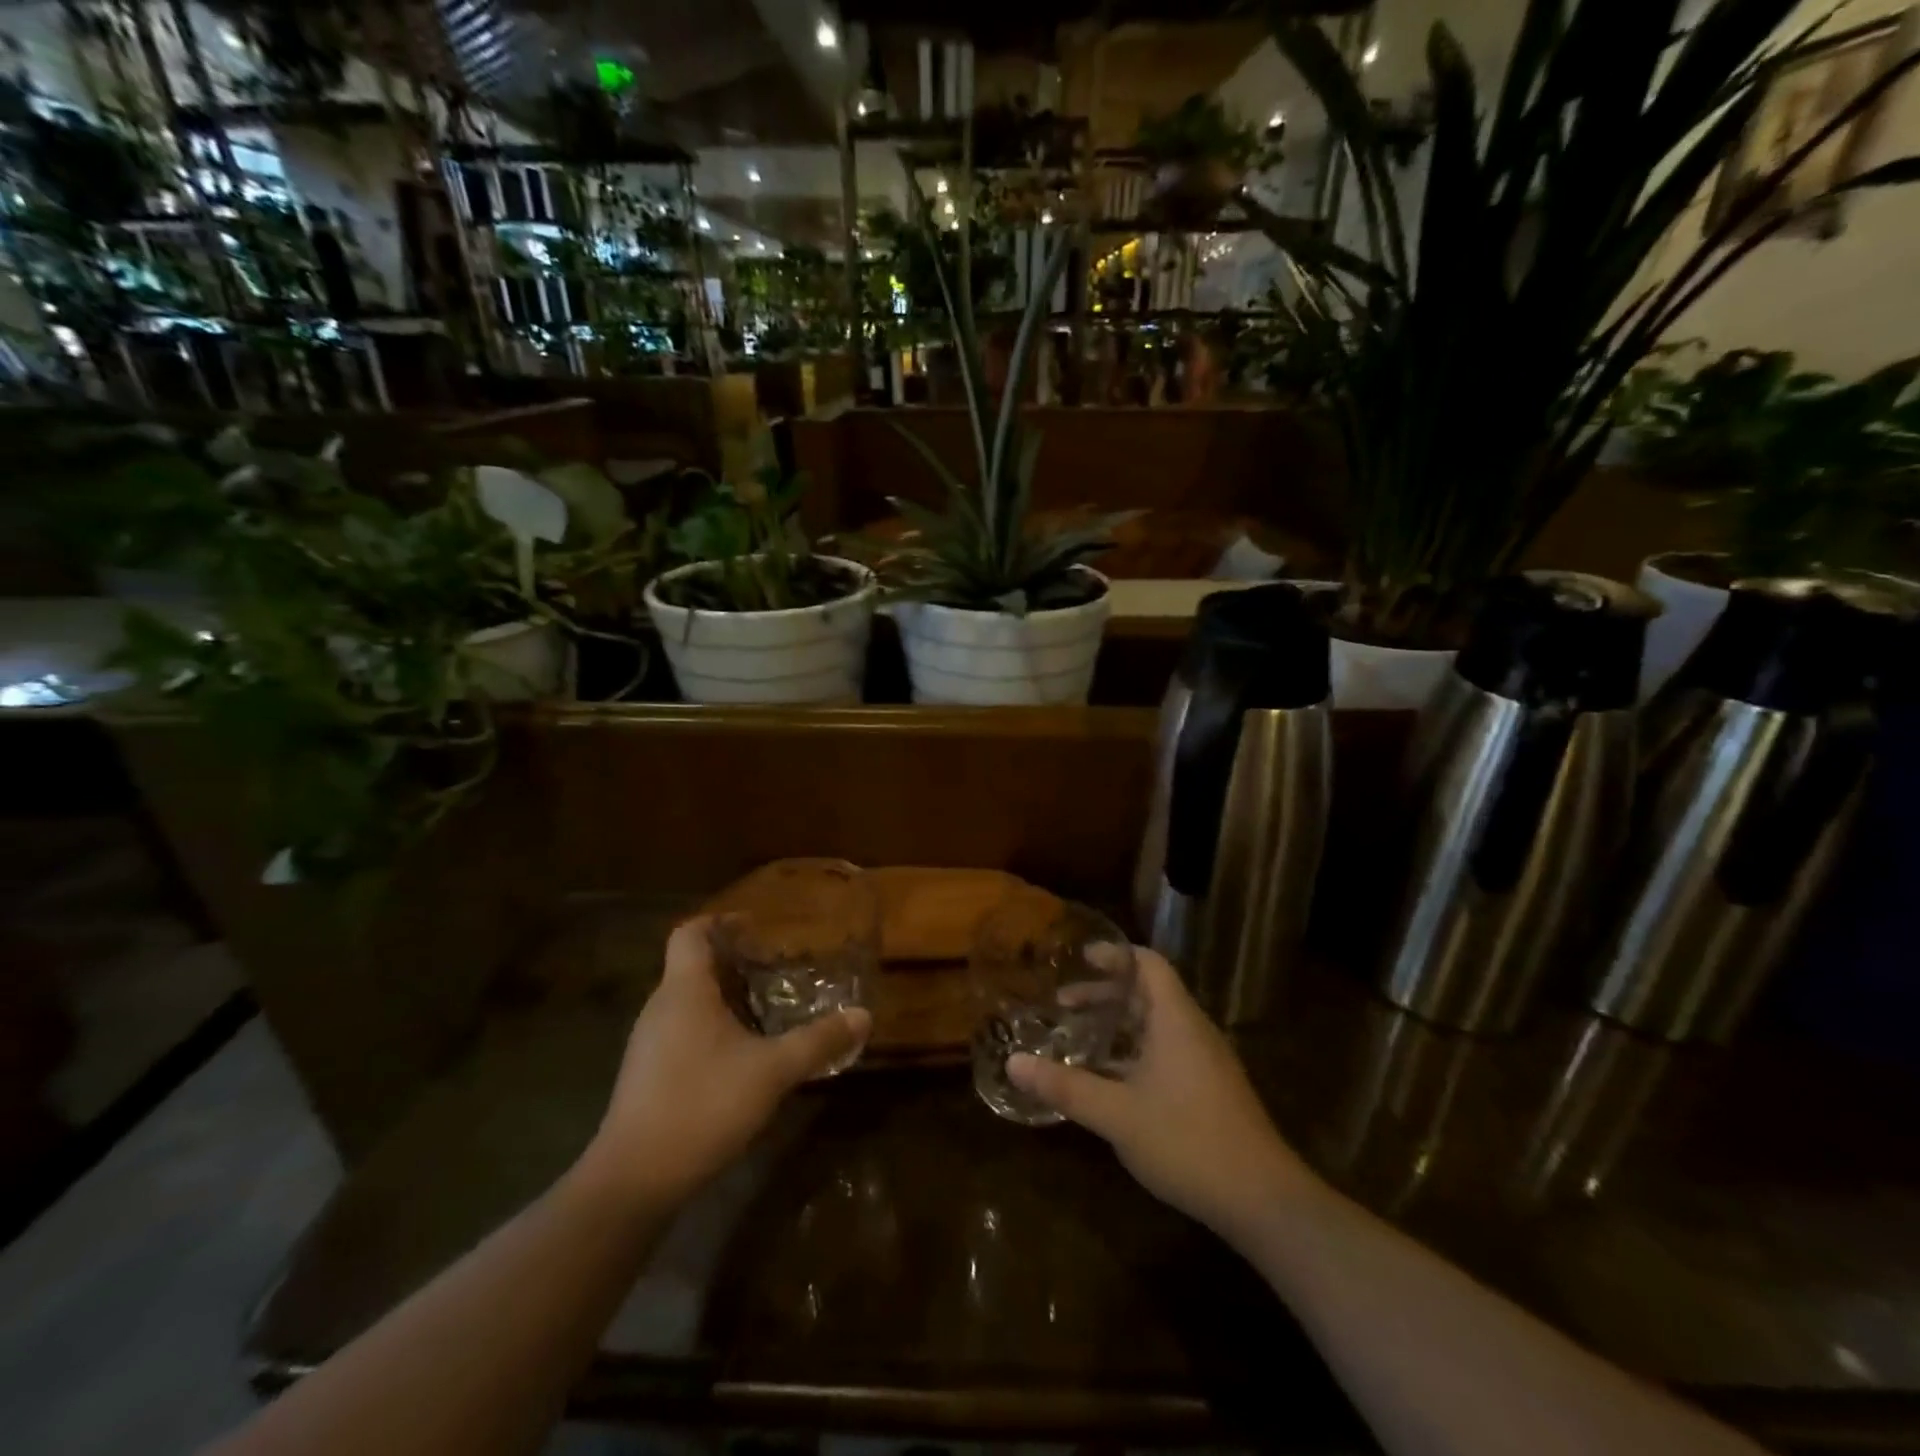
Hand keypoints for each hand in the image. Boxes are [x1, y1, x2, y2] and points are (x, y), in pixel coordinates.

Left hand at [576, 917, 870, 1208]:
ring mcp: (648, 1043)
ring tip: (767, 1010)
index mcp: (684, 990)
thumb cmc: (702, 1105)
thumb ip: (818, 1041)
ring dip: (725, 998)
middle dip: (735, 962)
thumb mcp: (773, 1071)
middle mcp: (661, 1008)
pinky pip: (682, 1032)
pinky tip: (742, 1056)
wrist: (633, 1181)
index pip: (692, 932)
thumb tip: (863, 1016)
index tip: (757, 927)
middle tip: (777, 970)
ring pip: (689, 1002)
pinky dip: (712, 1029)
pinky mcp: (647, 1076)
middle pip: (693, 966)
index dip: (722, 920)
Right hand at [1008, 947, 1308, 1239]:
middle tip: (1063, 1003)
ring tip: (1078, 1037)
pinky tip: (1109, 1079)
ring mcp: (1204, 1061)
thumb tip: (1013, 1063)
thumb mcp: (1117, 1114)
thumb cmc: (1188, 1140)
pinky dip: (1134, 1051)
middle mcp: (1192, 1030)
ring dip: (1118, 1025)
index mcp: (1175, 1019)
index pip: (1148, 964)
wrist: (1263, 1200)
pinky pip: (1165, 1051)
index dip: (1115, 955)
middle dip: (1105, 994)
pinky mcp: (1209, 1089)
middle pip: (1148, 993)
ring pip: (1156, 1025)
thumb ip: (1064, 1087)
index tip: (1079, 957)